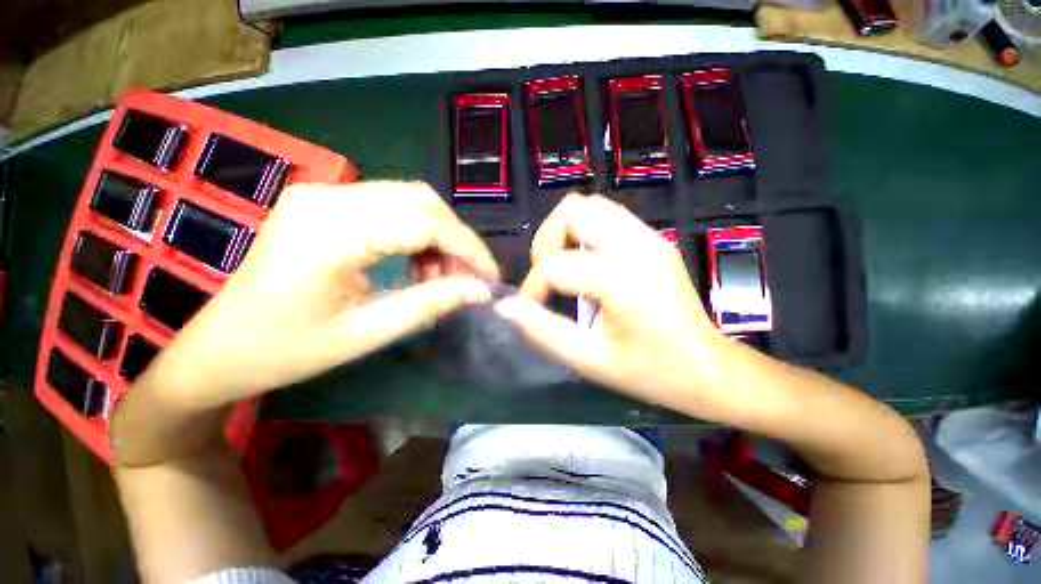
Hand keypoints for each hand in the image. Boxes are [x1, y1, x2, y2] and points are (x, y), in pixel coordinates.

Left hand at [139, 181, 498, 409]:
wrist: (220, 346)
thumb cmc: (287, 350)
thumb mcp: (368, 333)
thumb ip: (430, 304)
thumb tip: (480, 291)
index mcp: (331, 233)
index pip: (426, 223)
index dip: (468, 249)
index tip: (490, 278)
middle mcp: (327, 197)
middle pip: (422, 202)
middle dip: (457, 240)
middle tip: (467, 277)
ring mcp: (322, 192)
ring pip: (410, 198)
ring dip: (439, 234)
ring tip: (441, 274)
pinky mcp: (323, 200)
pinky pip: (390, 204)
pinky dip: (417, 230)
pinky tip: (416, 261)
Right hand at [494, 194, 727, 407]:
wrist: (708, 367)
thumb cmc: (651, 371)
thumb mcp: (590, 360)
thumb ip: (543, 331)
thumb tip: (505, 307)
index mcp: (622, 279)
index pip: (554, 264)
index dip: (532, 287)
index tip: (532, 309)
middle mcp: (637, 246)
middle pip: (572, 211)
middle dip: (546, 242)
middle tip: (548, 276)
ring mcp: (649, 237)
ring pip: (590, 206)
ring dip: (565, 233)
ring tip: (565, 267)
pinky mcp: (654, 239)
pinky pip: (608, 216)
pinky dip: (585, 233)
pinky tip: (587, 265)